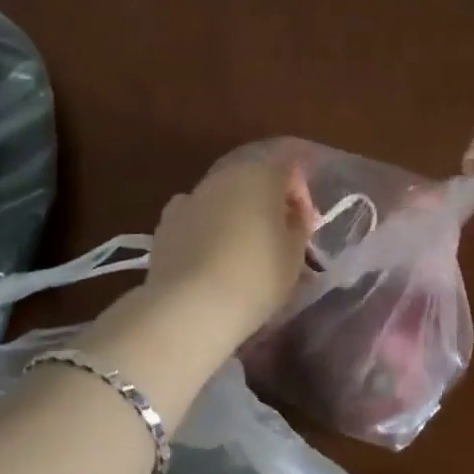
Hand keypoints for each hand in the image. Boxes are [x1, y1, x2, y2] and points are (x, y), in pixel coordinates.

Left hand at [145, 155, 317, 350]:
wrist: (189, 306)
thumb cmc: (255, 276)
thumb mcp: (294, 254)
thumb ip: (299, 224)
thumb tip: (293, 212)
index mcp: (261, 174)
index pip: (289, 166)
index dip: (300, 193)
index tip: (306, 224)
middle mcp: (225, 175)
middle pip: (254, 177)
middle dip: (269, 201)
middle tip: (279, 236)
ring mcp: (192, 195)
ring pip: (224, 195)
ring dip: (238, 212)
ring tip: (244, 249)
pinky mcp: (167, 220)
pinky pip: (196, 214)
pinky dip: (206, 225)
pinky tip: (210, 253)